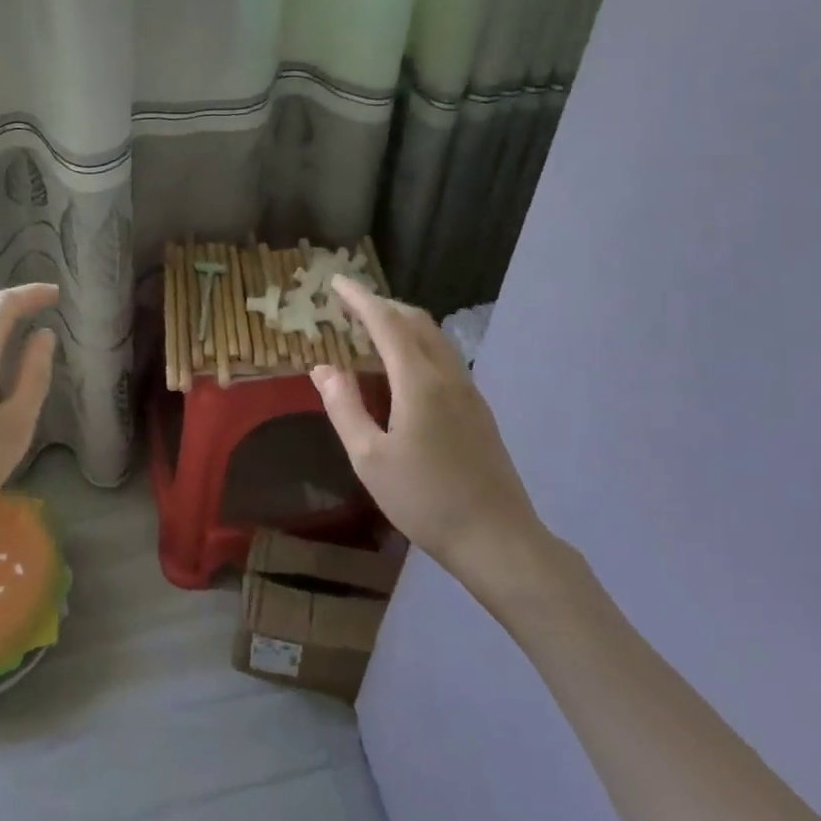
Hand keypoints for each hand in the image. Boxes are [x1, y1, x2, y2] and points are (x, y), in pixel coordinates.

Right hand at [312, 277, 553, 600]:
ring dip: (402, 322)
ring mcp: (468, 390)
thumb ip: (344, 407)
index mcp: (419, 381)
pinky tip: (402, 368)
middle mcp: (447, 375)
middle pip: (416, 320)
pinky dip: (417, 343)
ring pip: (434, 337)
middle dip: (382, 304)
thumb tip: (323, 367)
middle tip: (350, 305)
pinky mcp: (478, 408)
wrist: (497, 539)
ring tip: (372, 330)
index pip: (386, 322)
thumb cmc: (425, 499)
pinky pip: (444, 356)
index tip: (336, 281)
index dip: (360, 298)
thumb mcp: (369, 458)